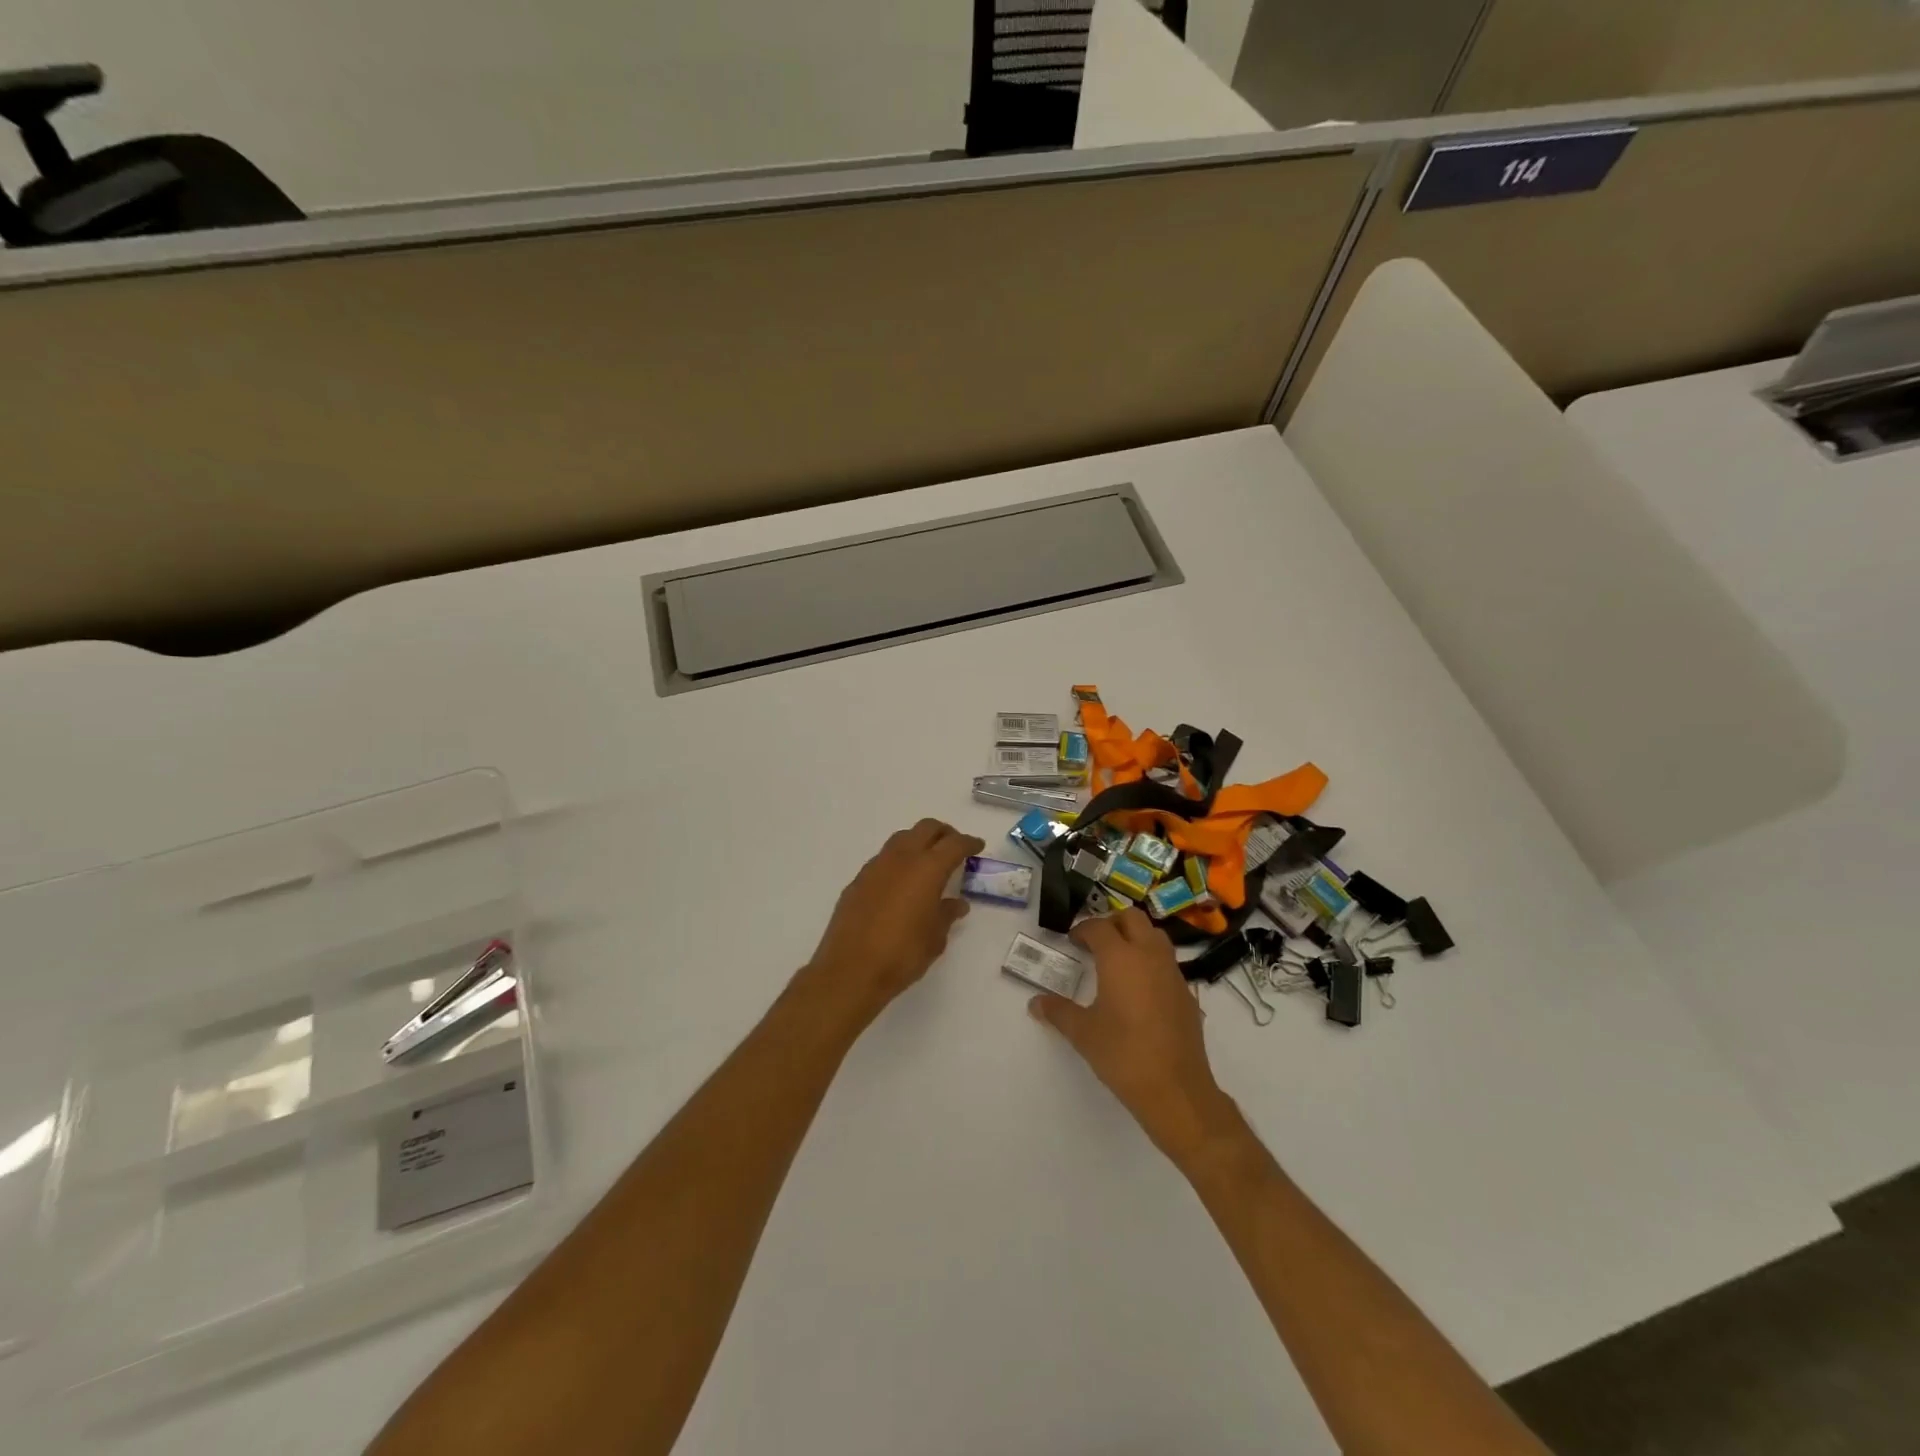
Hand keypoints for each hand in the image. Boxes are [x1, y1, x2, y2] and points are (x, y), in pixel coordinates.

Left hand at [802, 818, 984, 1028]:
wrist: (850, 970)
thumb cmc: (902, 954)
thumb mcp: (935, 938)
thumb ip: (947, 914)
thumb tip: (957, 904)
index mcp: (927, 869)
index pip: (953, 844)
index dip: (968, 842)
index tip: (977, 846)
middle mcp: (901, 858)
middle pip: (926, 828)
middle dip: (944, 833)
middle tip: (954, 847)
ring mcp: (876, 866)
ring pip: (902, 838)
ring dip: (919, 842)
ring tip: (928, 862)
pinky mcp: (858, 880)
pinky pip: (883, 859)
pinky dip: (898, 861)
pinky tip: (901, 882)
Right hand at [1029, 909, 1237, 1162]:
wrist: (1176, 1090)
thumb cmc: (1123, 1055)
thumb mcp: (1083, 1033)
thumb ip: (1058, 1012)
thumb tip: (1035, 1003)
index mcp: (1121, 958)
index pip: (1099, 927)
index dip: (1082, 929)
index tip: (1071, 941)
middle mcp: (1149, 956)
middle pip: (1133, 918)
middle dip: (1112, 922)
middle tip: (1095, 942)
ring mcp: (1173, 973)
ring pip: (1155, 936)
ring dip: (1135, 937)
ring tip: (1117, 960)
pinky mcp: (1186, 993)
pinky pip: (1167, 962)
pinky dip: (1151, 961)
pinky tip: (1139, 989)